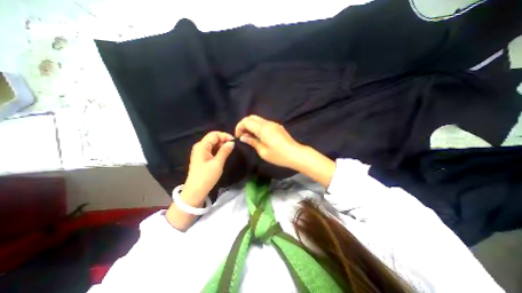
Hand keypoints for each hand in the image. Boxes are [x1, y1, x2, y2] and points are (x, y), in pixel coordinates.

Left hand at [182, 130, 232, 201]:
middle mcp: (200, 146)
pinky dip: (219, 150)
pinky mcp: (202, 157)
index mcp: (202, 146)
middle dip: (224, 140)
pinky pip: (212, 150)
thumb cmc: (206, 177)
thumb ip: (225, 151)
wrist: (196, 192)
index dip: (225, 136)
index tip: (234, 142)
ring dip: (222, 145)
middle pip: (213, 138)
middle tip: (233, 147)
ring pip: (213, 144)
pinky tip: (224, 154)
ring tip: (230, 151)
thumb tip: (232, 142)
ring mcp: (200, 152)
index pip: (214, 134)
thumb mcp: (217, 163)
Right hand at [235, 115, 304, 168]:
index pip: (246, 121)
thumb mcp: (263, 152)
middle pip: (251, 117)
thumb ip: (252, 142)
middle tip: (243, 136)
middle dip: (244, 125)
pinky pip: (264, 123)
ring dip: (251, 126)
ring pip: (258, 119)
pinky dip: (257, 127)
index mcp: (263, 129)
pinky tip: (258, 136)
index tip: (238, 137)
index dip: (239, 127)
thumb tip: (243, 137)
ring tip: (250, 137)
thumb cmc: (279, 156)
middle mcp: (268, 123)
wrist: (296, 154)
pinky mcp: (277, 126)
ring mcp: (273, 124)